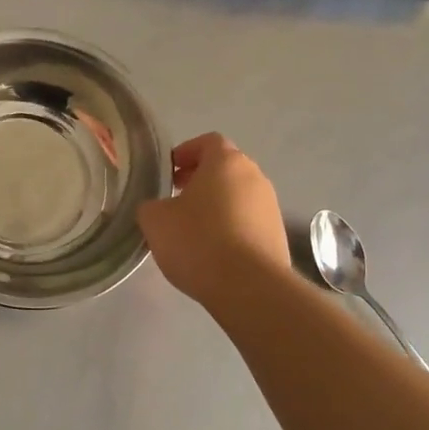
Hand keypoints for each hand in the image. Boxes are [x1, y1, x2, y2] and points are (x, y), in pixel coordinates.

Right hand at [137, 133, 289, 307]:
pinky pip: (248, 221)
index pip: (207, 142)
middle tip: (176, 200)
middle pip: (225, 168)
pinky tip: (213, 251)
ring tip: (193, 230)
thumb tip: (157, 208)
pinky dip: (231, 227)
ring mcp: (271, 206)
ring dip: (216, 205)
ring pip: (237, 196)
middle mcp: (254, 176)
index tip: (168, 173)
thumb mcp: (155, 220)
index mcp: (226, 162)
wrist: (249, 287)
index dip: (185, 153)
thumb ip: (151, 205)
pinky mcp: (277, 235)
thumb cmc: (198, 241)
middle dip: (199, 180)